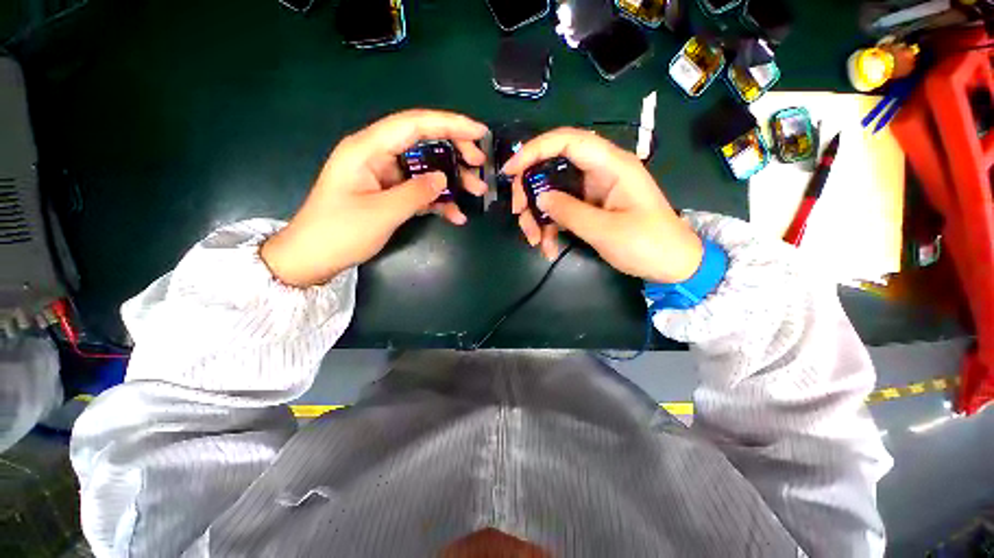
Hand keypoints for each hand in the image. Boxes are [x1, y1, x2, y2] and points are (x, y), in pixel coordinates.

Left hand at [261, 110, 488, 286]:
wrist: (314, 257)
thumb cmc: (340, 232)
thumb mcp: (381, 213)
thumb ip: (415, 193)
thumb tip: (444, 178)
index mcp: (368, 149)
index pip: (414, 125)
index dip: (449, 124)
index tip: (479, 132)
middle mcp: (378, 155)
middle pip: (423, 142)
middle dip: (455, 151)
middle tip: (480, 165)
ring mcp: (385, 176)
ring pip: (425, 168)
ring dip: (452, 179)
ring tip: (476, 191)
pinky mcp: (390, 194)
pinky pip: (420, 191)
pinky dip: (439, 201)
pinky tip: (456, 216)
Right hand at [502, 128, 703, 283]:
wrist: (671, 264)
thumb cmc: (647, 244)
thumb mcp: (606, 230)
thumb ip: (570, 212)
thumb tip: (539, 197)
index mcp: (611, 166)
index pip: (568, 141)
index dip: (535, 149)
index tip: (510, 171)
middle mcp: (599, 172)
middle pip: (553, 166)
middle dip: (530, 190)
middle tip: (519, 214)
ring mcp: (592, 190)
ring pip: (552, 191)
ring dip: (537, 215)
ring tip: (536, 241)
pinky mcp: (589, 207)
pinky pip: (560, 210)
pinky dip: (550, 227)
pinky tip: (548, 247)